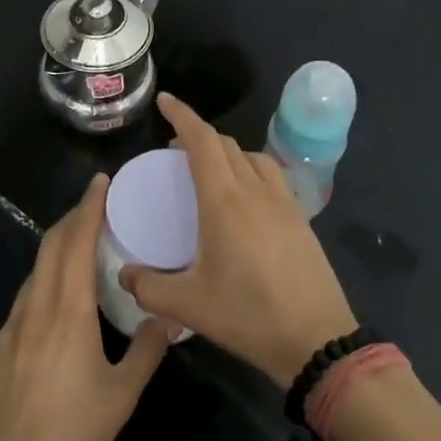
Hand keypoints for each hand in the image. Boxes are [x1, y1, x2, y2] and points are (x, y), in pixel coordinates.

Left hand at [0, 175, 171, 440]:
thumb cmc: (74, 432)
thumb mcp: (122, 394)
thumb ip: (147, 349)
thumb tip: (168, 317)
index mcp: (68, 311)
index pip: (76, 242)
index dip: (88, 207)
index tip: (100, 182)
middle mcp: (35, 307)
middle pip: (49, 245)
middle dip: (71, 218)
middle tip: (95, 205)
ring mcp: (10, 326)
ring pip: (34, 271)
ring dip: (56, 249)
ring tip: (80, 246)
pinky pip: (24, 298)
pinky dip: (43, 281)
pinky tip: (56, 301)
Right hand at [120, 94, 357, 384]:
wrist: (316, 339)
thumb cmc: (248, 316)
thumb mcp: (188, 306)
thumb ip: (148, 288)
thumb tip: (124, 273)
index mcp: (224, 200)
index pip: (201, 140)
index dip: (182, 115)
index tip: (164, 101)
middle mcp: (255, 190)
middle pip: (225, 144)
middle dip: (198, 135)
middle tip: (175, 149)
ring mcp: (283, 201)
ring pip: (251, 156)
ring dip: (227, 152)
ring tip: (209, 171)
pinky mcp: (300, 218)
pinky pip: (271, 175)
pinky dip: (250, 169)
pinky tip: (245, 198)